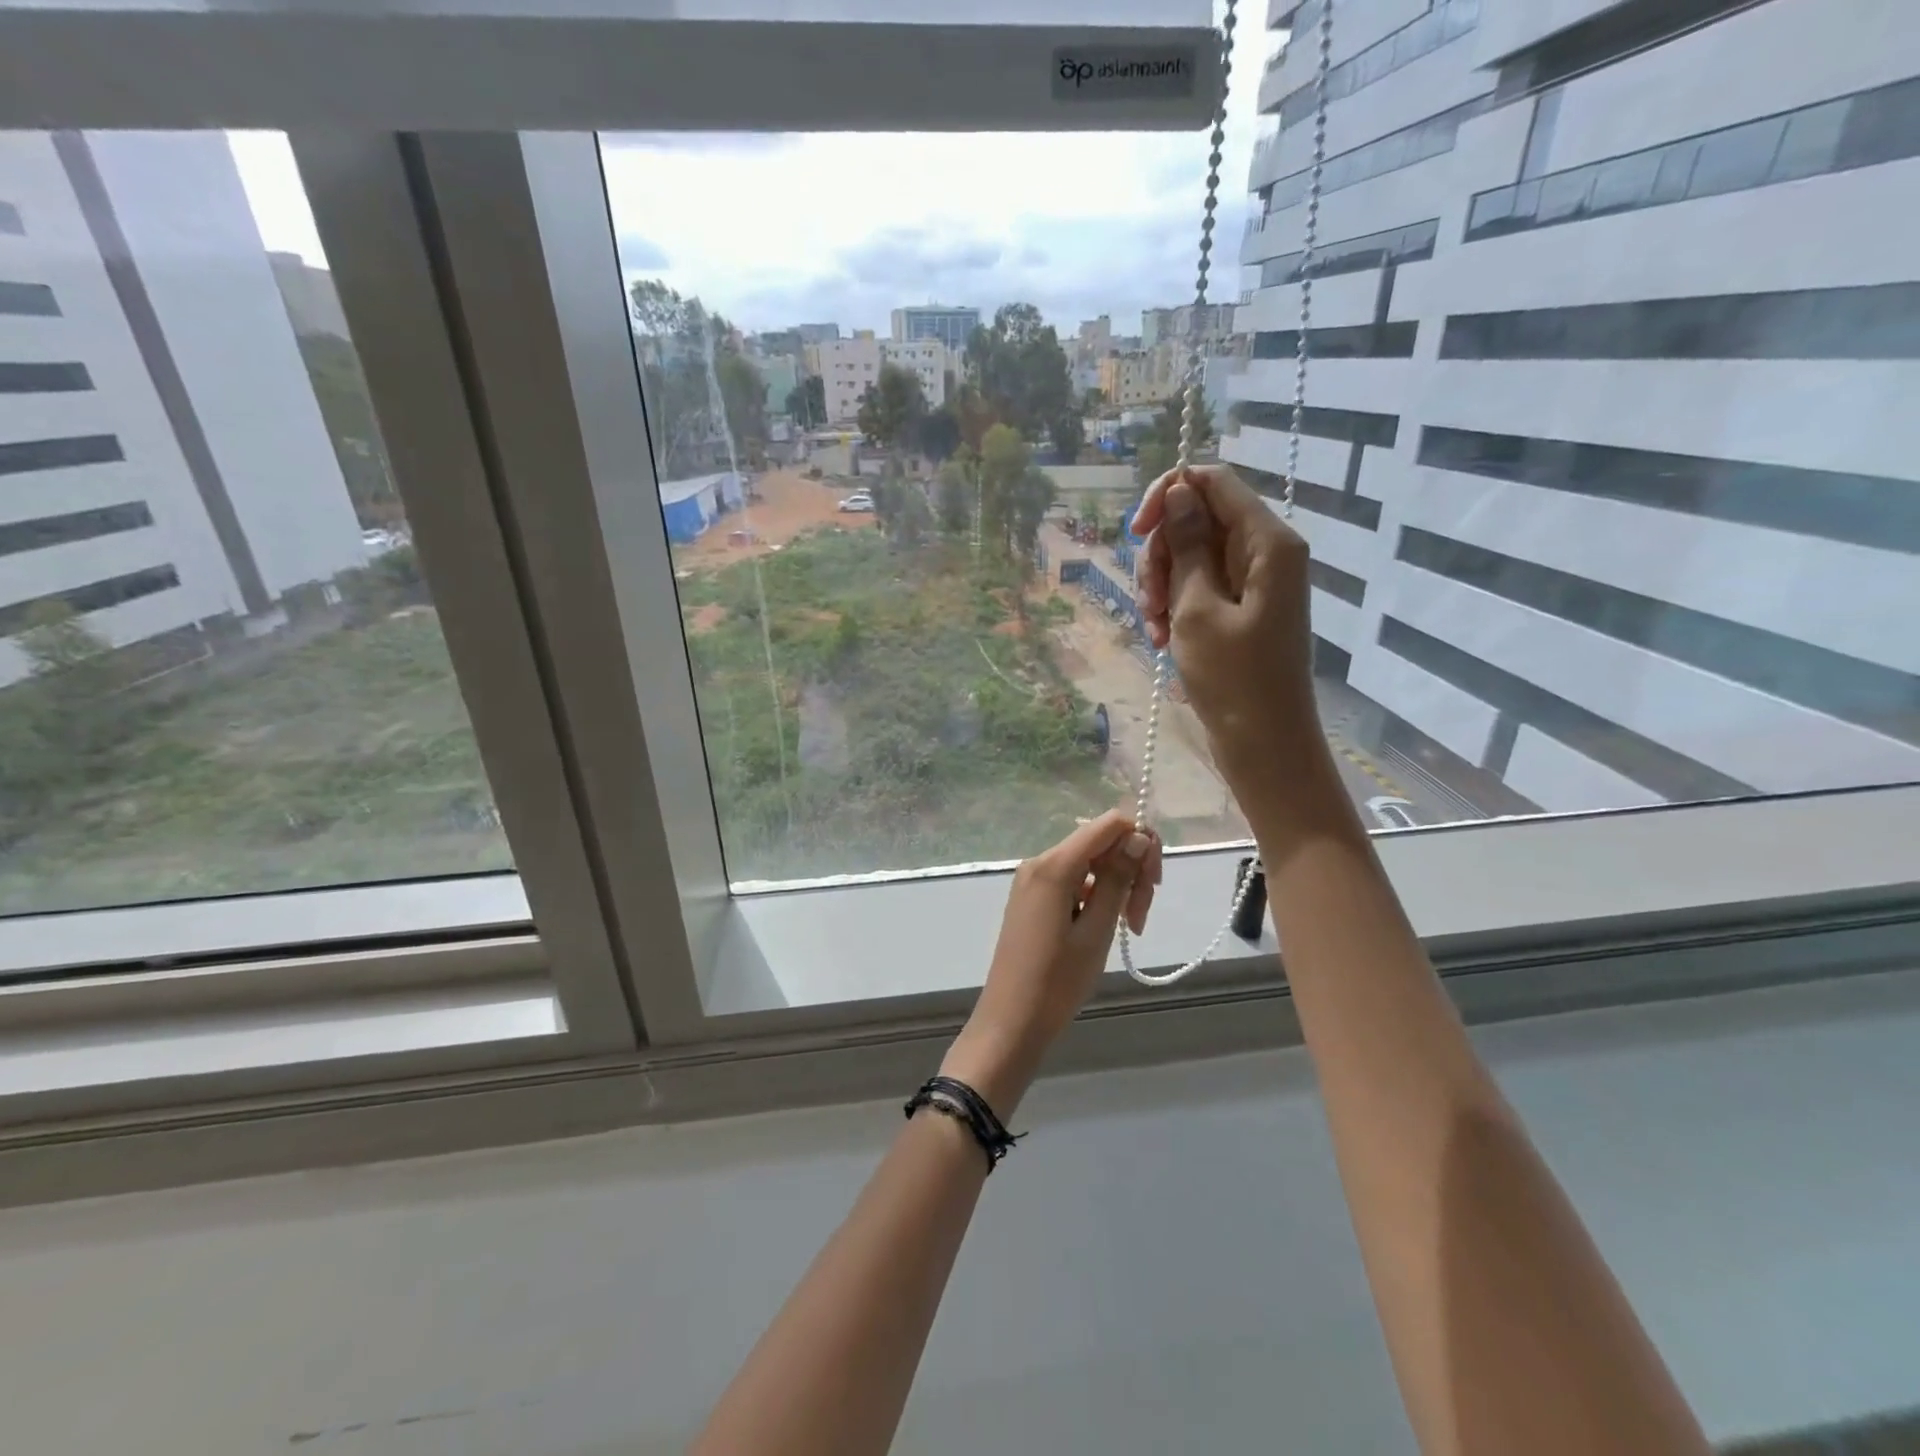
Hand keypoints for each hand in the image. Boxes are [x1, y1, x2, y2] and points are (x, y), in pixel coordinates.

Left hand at [942, 810, 1160, 1112]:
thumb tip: (1139, 836)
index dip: (1141, 843)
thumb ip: (1118, 879)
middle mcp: (1040, 862)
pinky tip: (1105, 927)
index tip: (1153, 884)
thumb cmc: (1057, 981)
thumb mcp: (1097, 930)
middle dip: (1130, 870)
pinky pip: (1074, 881)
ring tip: (1128, 928)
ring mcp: (1033, 880)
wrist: (1011, 1021)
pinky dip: (1097, 896)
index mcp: (1054, 865)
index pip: (1109, 824)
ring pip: (1090, 863)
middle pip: (1100, 843)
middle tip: (1140, 917)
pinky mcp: (1033, 898)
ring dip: (1116, 886)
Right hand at [1132, 465, 1323, 794]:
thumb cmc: (1233, 678)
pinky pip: (1198, 587)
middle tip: (1149, 601)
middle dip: (1162, 555)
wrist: (1263, 743)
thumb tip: (1177, 492)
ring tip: (1154, 628)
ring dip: (1162, 586)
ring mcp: (1252, 582)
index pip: (1212, 483)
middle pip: (1197, 520)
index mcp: (1267, 542)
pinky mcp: (1240, 608)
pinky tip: (1161, 639)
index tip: (1136, 533)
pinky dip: (1174, 607)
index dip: (1167, 496)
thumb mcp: (1197, 608)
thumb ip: (1188, 545)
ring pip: (1191, 556)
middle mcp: (1264, 552)